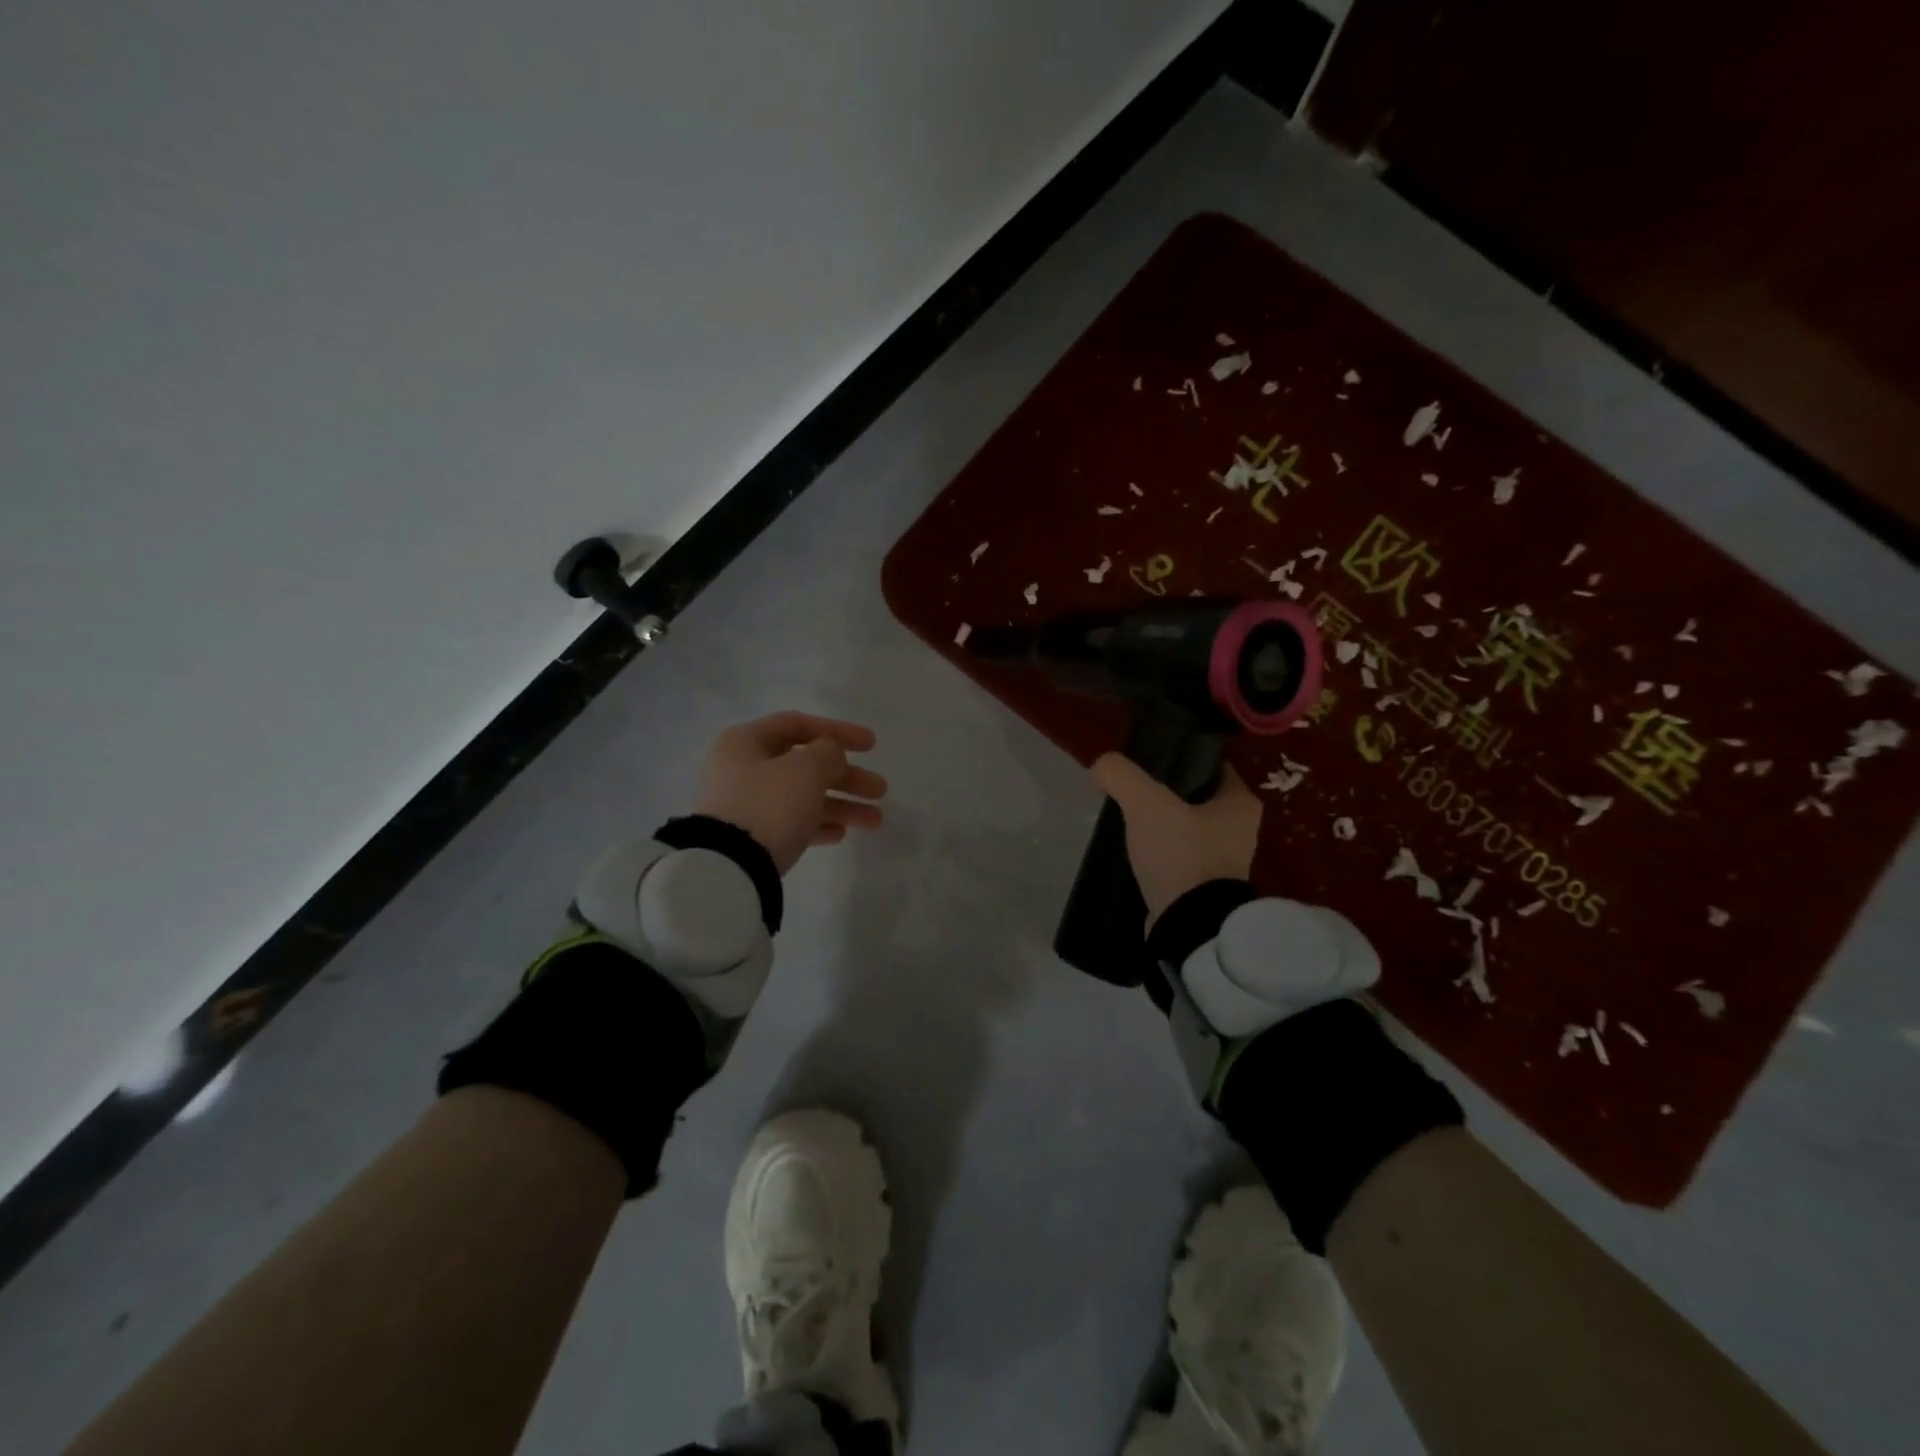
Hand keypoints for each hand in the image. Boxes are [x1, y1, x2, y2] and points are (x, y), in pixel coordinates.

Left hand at [693, 712, 886, 874]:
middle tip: (879, 790)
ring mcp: (745, 805)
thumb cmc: (768, 804)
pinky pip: (791, 822)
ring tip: (874, 821)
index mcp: (745, 742)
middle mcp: (742, 768)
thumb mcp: (806, 768)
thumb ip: (828, 752)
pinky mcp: (750, 837)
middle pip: (805, 764)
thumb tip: (831, 756)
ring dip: (842, 805)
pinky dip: (818, 824)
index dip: (838, 731)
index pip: (798, 725)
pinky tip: (842, 834)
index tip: (872, 746)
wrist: (729, 868)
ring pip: (803, 796)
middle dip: (847, 776)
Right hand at [1089, 755, 1261, 925]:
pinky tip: (1132, 849)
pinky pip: (1176, 856)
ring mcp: (1223, 861)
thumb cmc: (1181, 854)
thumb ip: (1121, 775)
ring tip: (1126, 818)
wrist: (1189, 927)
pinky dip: (1157, 851)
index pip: (1209, 763)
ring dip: (1159, 823)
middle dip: (1163, 791)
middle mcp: (1240, 829)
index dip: (1177, 755)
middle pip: (1194, 796)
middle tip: (1129, 788)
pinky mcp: (1203, 887)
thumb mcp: (1146, 802)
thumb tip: (1100, 767)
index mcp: (1241, 802)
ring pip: (1184, 827)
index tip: (1145, 758)